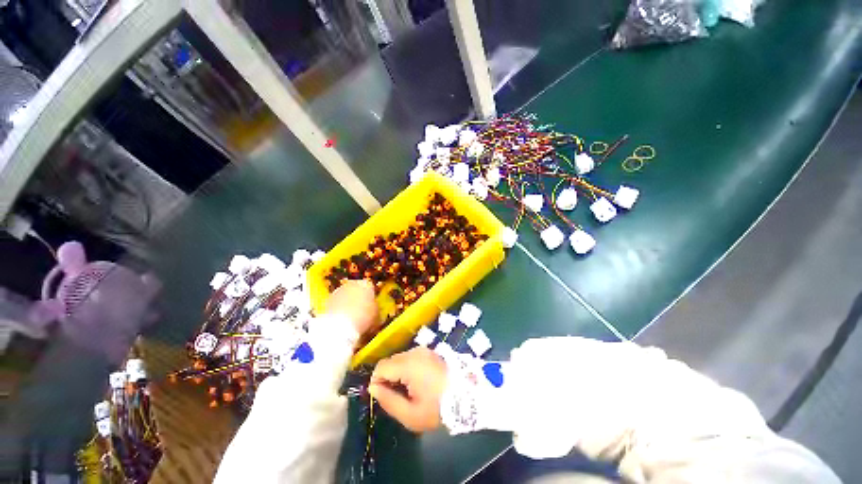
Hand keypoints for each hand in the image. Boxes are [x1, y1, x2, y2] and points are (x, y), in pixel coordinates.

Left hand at [326, 280, 379, 336]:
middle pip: (357, 289)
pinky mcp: (328, 301)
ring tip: (351, 316)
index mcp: (366, 284)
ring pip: (345, 295)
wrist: (341, 327)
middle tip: (361, 310)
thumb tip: (374, 310)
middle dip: (358, 297)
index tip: (372, 305)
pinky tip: (342, 319)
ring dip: (347, 302)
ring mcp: (339, 291)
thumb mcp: (377, 315)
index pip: (370, 287)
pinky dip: (339, 309)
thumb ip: (375, 309)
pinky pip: (337, 303)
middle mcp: (352, 283)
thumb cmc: (364, 318)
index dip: (371, 296)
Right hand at [369, 347, 446, 432]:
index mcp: (409, 364)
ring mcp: (424, 350)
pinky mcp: (430, 352)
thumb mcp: (410, 414)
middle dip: (388, 377)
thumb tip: (373, 388)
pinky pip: (411, 357)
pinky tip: (417, 382)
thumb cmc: (438, 408)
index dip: (377, 381)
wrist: (466, 396)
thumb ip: (388, 401)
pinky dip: (408, 368)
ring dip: (398, 372)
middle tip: (397, 396)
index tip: (383, 396)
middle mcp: (415, 352)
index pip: (381, 366)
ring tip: (409, 390)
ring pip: (400, 359)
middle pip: (390, 361)